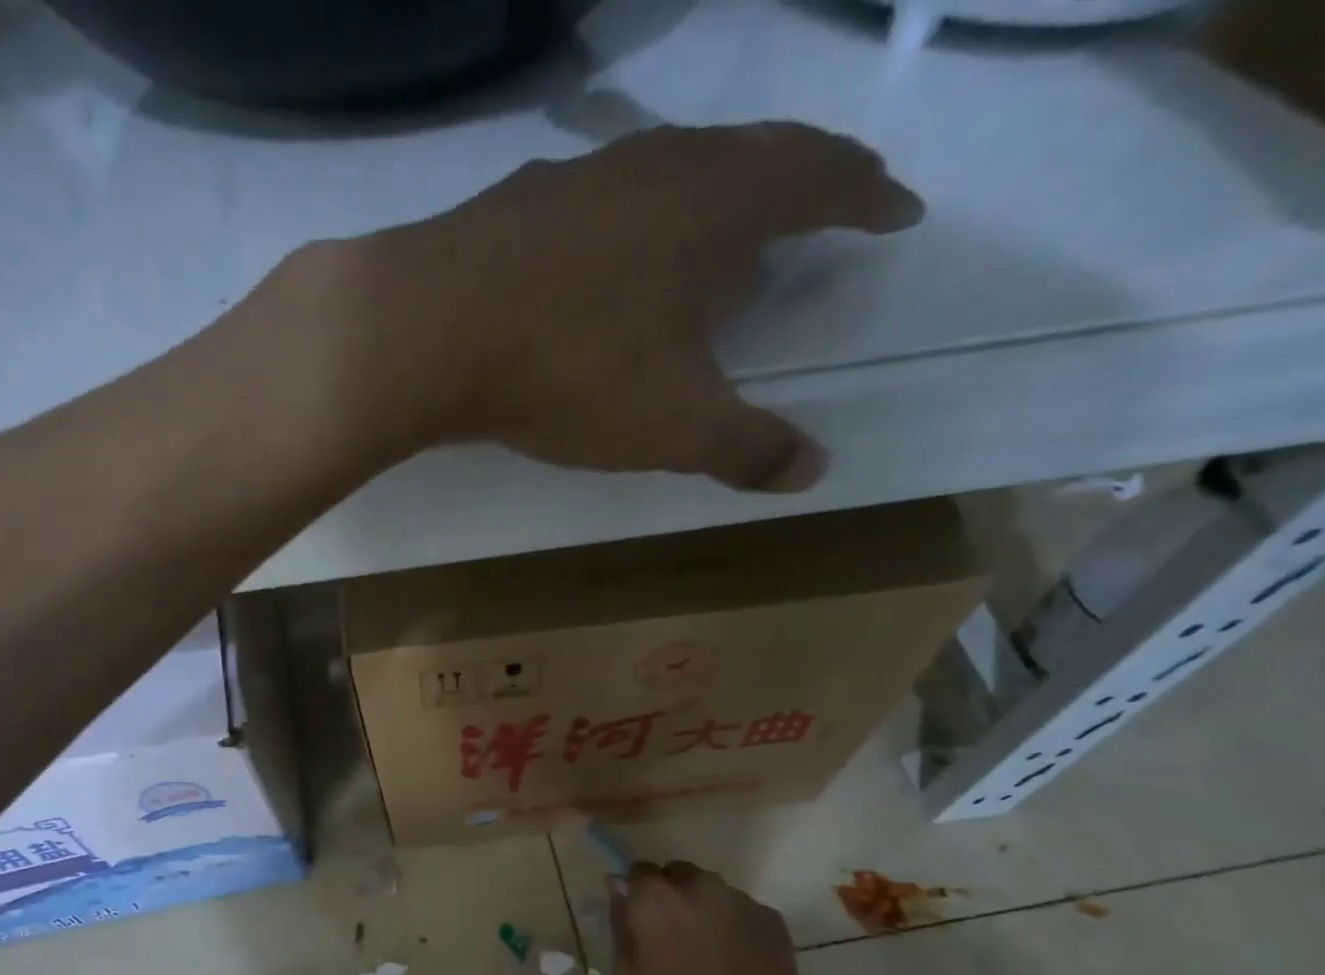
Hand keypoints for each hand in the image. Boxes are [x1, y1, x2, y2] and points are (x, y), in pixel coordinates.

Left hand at [335, 123, 923, 491]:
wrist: (429, 331)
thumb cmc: (571, 369)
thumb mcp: (672, 425)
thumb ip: (745, 446)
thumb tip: (812, 470)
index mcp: (721, 202)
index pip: (822, 177)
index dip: (866, 195)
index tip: (895, 213)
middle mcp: (659, 164)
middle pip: (752, 154)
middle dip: (798, 182)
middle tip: (822, 207)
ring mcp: (582, 174)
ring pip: (671, 169)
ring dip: (709, 196)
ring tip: (720, 235)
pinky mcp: (519, 201)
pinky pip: (602, 201)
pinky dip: (631, 222)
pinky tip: (612, 257)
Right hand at [610, 861, 838, 974]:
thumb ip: (621, 926)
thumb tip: (618, 888)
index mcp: (656, 901)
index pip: (638, 871)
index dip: (638, 896)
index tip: (640, 925)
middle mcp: (699, 888)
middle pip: (678, 875)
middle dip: (672, 899)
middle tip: (672, 943)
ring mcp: (741, 902)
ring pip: (711, 893)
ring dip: (704, 912)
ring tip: (709, 959)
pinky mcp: (773, 921)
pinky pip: (741, 912)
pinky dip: (734, 928)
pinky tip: (737, 967)